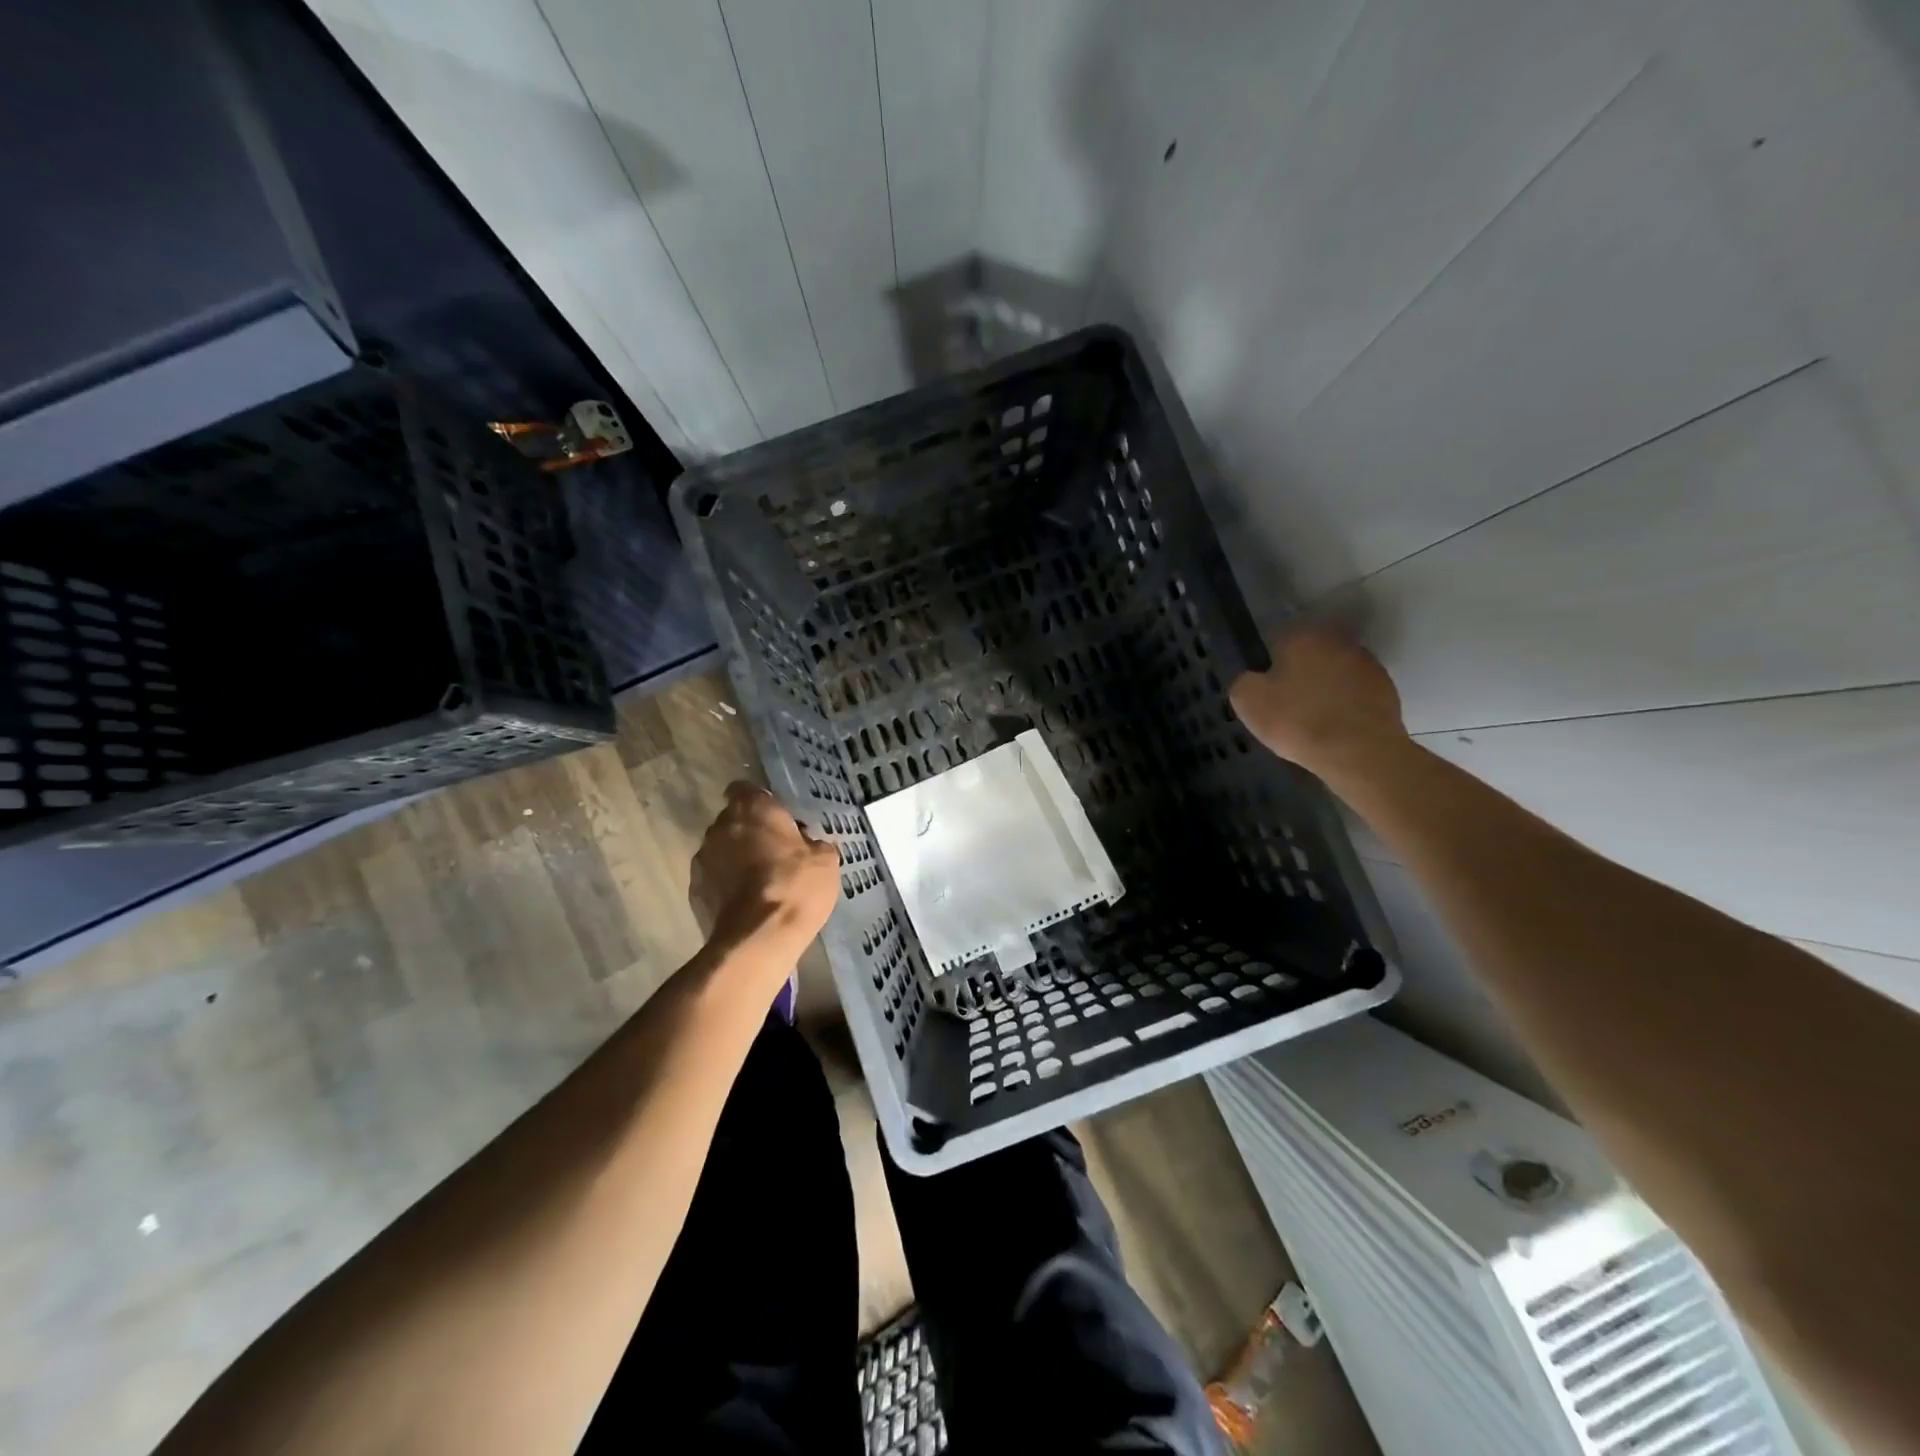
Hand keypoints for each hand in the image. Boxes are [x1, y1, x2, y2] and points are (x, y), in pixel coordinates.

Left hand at [690, 782, 840, 960]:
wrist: (757, 938)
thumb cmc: (795, 887)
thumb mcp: (825, 861)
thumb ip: (814, 843)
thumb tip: (809, 844)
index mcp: (753, 809)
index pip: (745, 788)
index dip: (760, 802)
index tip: (776, 819)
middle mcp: (721, 826)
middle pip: (733, 820)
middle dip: (749, 832)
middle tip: (774, 853)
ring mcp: (702, 858)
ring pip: (720, 849)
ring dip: (735, 859)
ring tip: (758, 882)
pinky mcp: (694, 890)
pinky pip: (713, 879)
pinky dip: (725, 886)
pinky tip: (745, 903)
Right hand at [1229, 625, 1408, 778]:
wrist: (1359, 752)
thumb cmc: (1297, 721)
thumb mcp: (1247, 702)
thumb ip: (1244, 681)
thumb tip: (1252, 678)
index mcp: (1302, 636)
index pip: (1277, 638)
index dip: (1268, 662)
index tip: (1264, 686)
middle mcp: (1337, 640)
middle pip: (1310, 652)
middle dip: (1299, 670)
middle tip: (1286, 701)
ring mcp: (1366, 663)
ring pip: (1334, 670)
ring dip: (1324, 685)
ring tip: (1312, 716)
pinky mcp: (1386, 688)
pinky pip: (1355, 691)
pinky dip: (1345, 702)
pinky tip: (1335, 725)